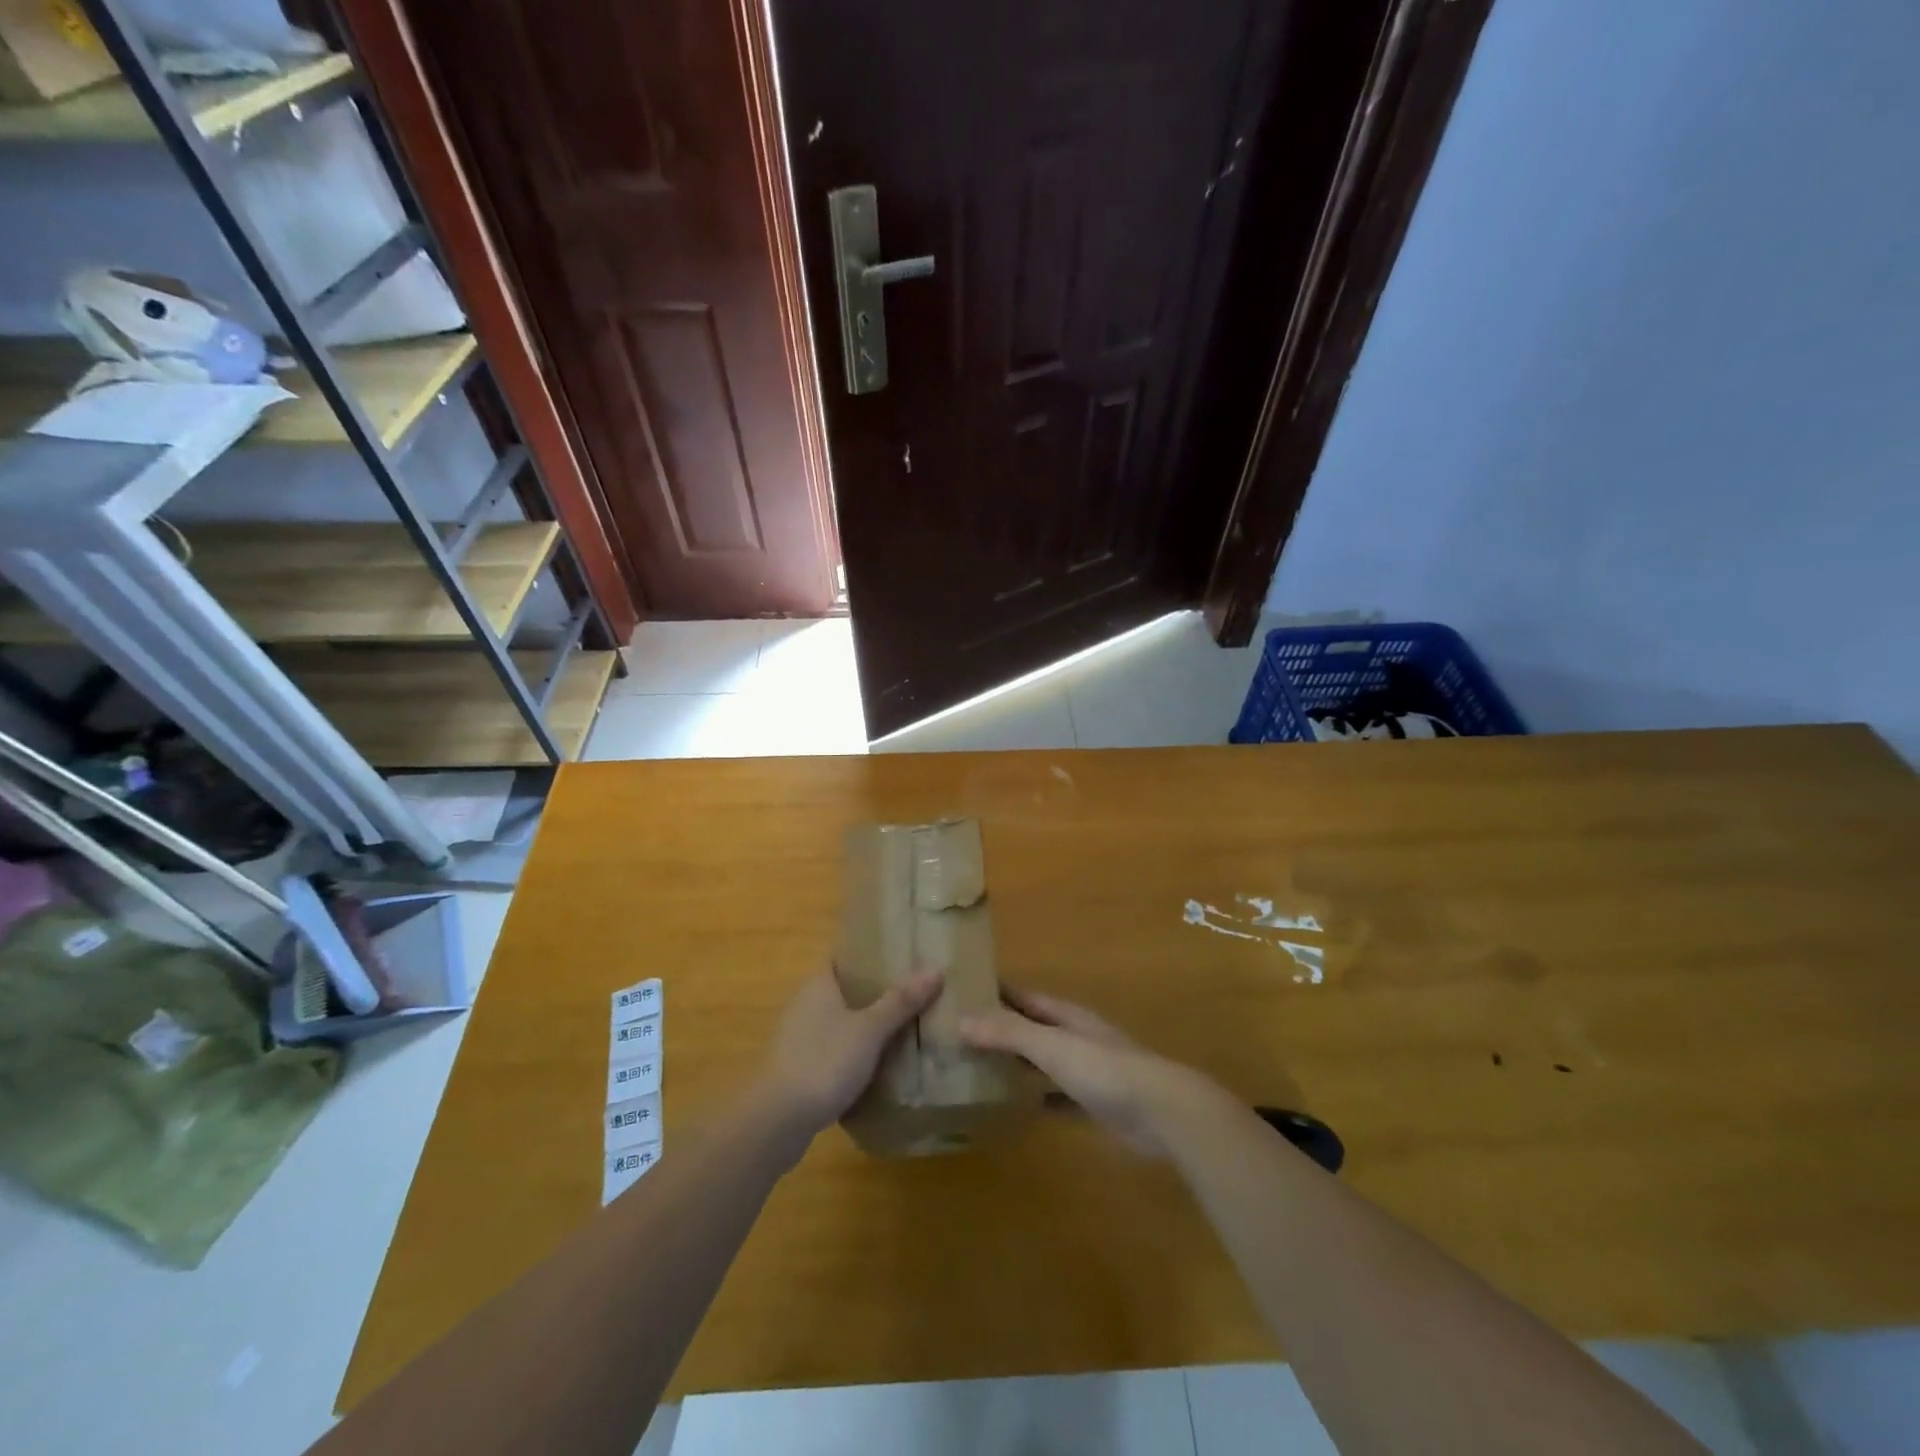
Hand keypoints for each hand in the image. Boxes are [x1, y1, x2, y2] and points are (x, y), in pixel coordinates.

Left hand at [754, 966, 943, 1143]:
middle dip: (876, 991)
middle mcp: (805, 1004)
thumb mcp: (870, 1029)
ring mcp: (800, 1038)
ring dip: (867, 1024)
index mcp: (818, 984)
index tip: (902, 954)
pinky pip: (835, 1050)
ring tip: (906, 1026)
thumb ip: (901, 1001)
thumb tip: (936, 968)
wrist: (777, 1121)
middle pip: (845, 989)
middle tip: (914, 991)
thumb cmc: (823, 1061)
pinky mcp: (800, 1068)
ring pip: (841, 1021)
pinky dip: (856, 1052)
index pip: (844, 956)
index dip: (871, 952)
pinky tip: (881, 1064)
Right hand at [960, 988, 1218, 1157]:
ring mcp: (1086, 1071)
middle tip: (957, 1034)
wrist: (1162, 1113)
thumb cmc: (1105, 1069)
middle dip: (1000, 1029)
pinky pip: (1055, 1097)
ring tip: (975, 1069)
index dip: (995, 992)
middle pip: (1031, 1027)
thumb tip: (961, 1019)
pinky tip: (1012, 1108)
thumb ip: (1009, 1032)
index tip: (961, 991)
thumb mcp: (1053, 1045)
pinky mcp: (1093, 1104)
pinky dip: (1035, 1098)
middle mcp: (1074, 1037)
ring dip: (1015, 1063)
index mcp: (1066, 1015)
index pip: (1023, 996)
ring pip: (1041, 1062)